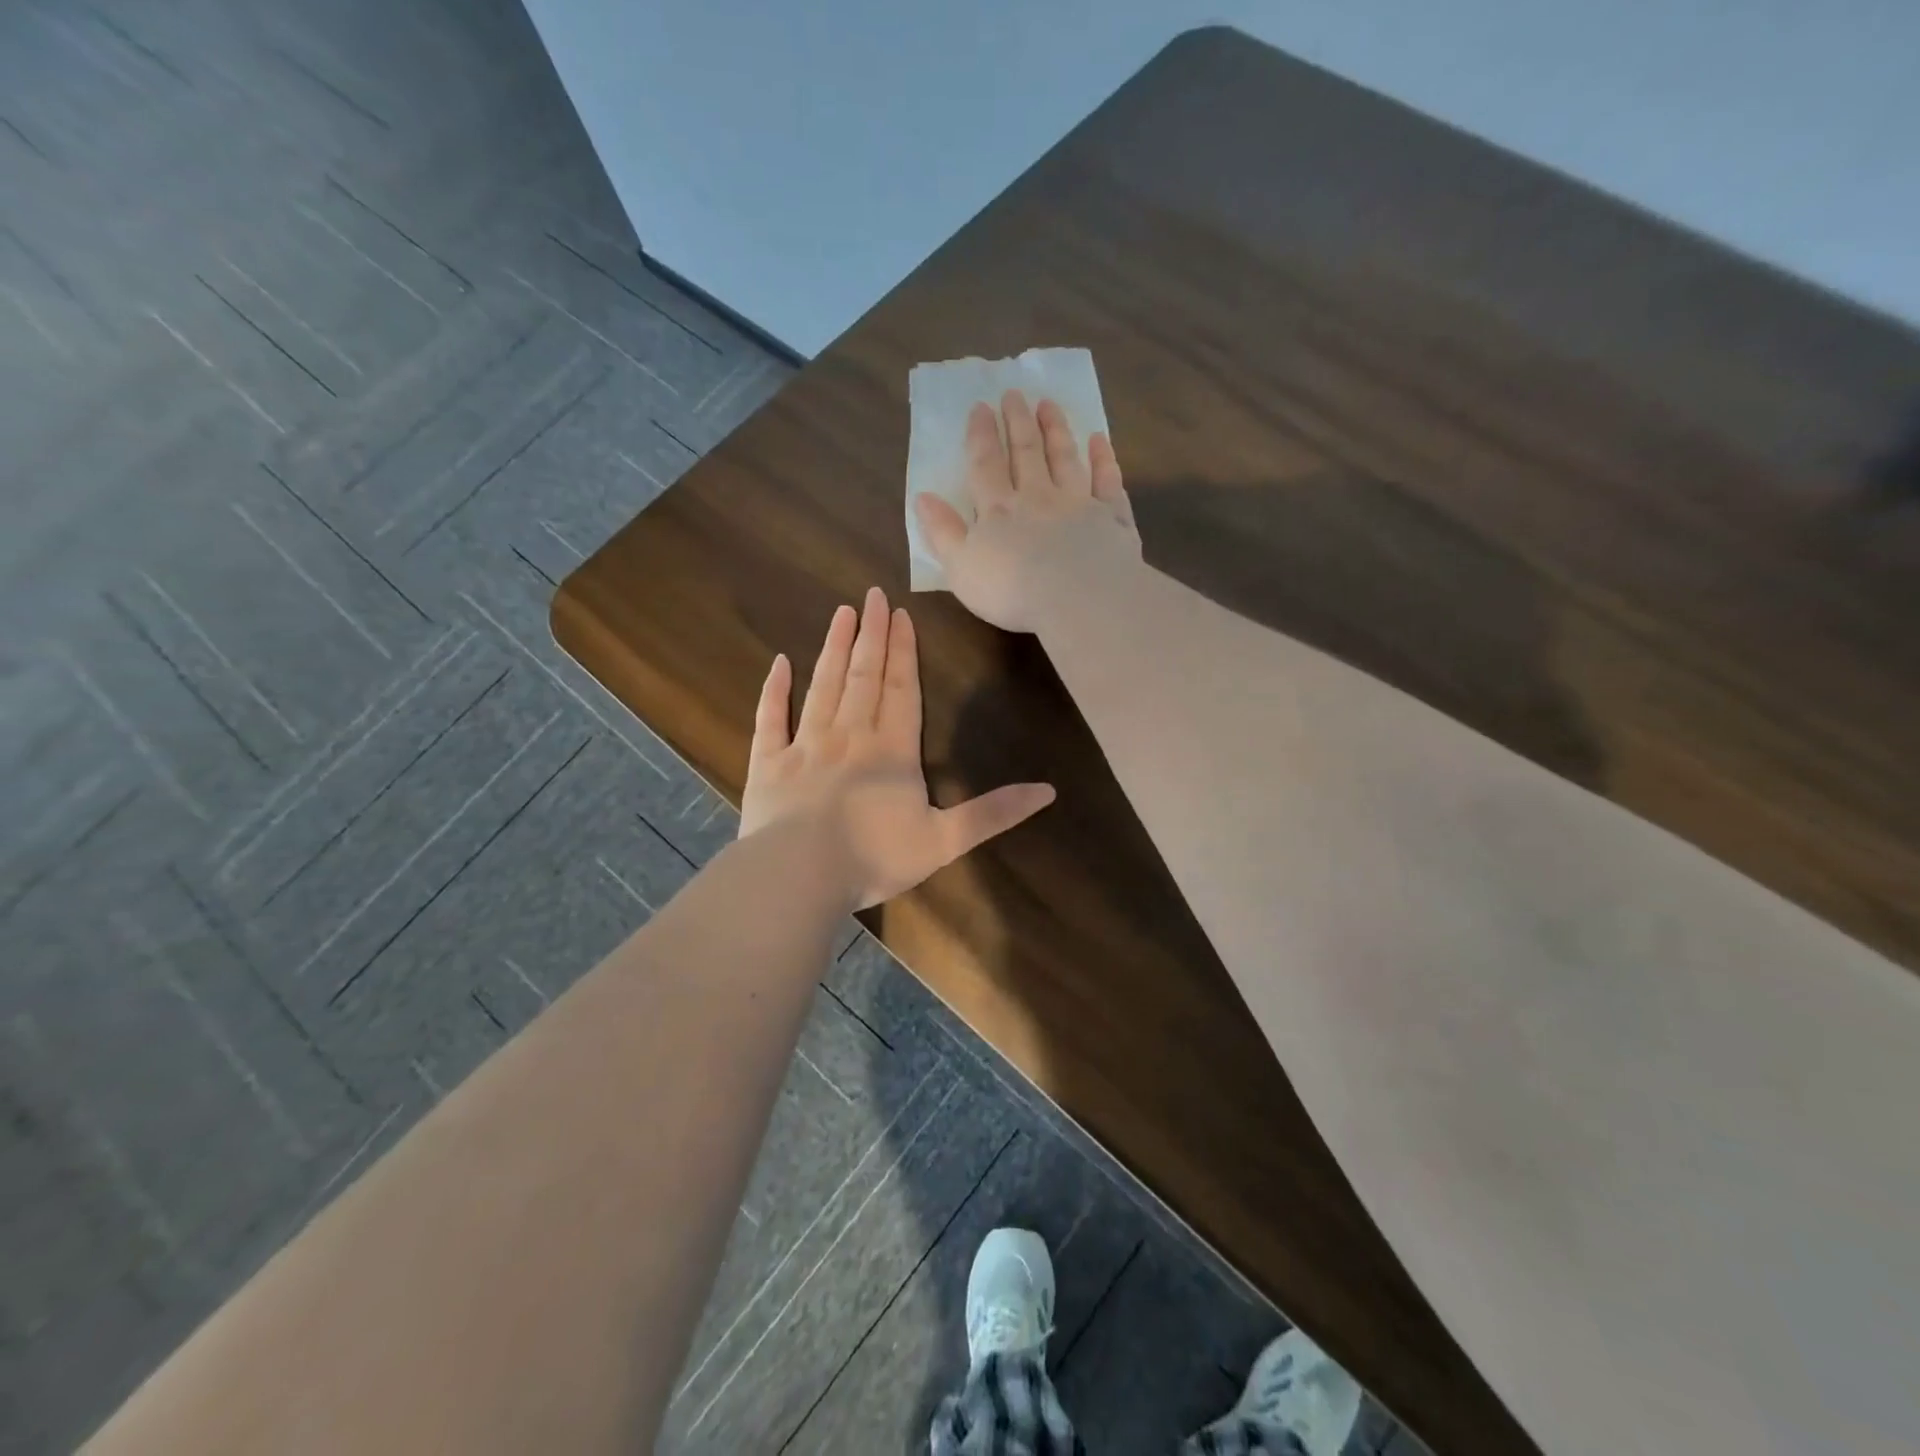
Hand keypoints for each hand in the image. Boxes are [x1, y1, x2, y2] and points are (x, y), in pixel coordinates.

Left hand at [738, 587, 1055, 909]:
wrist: (799, 876)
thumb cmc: (874, 858)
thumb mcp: (945, 841)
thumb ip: (994, 813)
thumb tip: (1049, 791)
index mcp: (892, 751)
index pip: (902, 690)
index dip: (903, 652)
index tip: (901, 615)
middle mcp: (849, 736)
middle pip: (863, 676)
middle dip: (871, 635)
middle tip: (872, 595)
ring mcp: (805, 745)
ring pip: (822, 686)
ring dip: (833, 648)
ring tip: (841, 614)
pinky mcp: (768, 763)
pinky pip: (771, 718)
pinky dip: (774, 690)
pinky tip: (778, 662)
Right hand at [913, 390, 1141, 632]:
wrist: (1078, 598)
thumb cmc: (1012, 590)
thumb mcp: (961, 567)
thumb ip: (943, 532)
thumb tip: (923, 497)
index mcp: (999, 510)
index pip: (986, 466)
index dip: (981, 436)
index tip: (981, 407)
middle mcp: (1038, 498)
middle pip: (1026, 453)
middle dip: (1018, 422)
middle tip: (1015, 394)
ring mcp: (1079, 504)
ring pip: (1065, 459)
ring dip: (1056, 430)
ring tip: (1048, 404)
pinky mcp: (1112, 518)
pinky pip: (1108, 482)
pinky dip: (1104, 460)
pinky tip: (1100, 441)